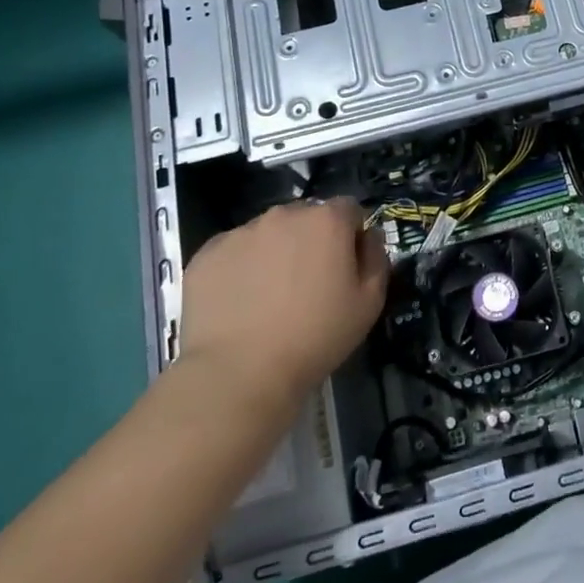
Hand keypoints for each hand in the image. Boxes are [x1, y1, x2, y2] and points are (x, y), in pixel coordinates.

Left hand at [177, 199, 387, 400]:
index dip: (351, 236)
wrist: (239, 373)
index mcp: (327, 220)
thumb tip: (367, 237)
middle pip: (306, 217)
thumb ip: (376, 258)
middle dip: (311, 241)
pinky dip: (240, 268)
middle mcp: (284, 215)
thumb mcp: (369, 303)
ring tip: (269, 297)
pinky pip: (233, 252)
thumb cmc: (315, 337)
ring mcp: (241, 232)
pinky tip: (240, 303)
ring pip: (268, 233)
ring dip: (275, 252)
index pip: (348, 209)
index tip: (345, 268)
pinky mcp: (207, 254)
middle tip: (308, 284)